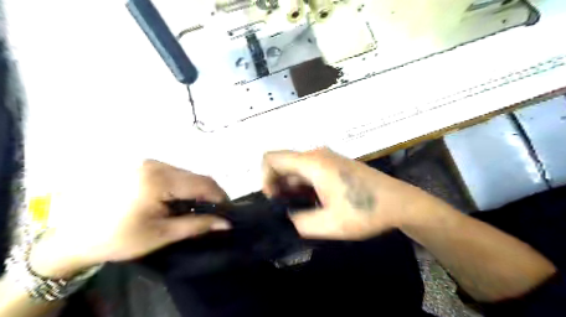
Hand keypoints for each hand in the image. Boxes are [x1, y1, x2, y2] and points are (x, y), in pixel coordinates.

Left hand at [30, 161, 228, 276]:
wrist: (75, 235)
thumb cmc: (120, 238)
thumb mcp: (162, 234)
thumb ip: (197, 225)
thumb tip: (226, 223)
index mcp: (159, 180)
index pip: (203, 183)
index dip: (220, 197)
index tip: (227, 212)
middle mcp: (155, 164)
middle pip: (196, 176)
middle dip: (209, 194)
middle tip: (214, 212)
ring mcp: (148, 163)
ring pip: (187, 174)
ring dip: (196, 190)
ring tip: (197, 208)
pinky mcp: (143, 166)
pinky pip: (174, 173)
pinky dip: (183, 186)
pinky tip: (179, 200)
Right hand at [263, 149, 434, 239]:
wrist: (400, 203)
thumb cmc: (365, 211)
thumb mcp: (329, 224)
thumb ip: (299, 222)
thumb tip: (287, 216)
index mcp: (313, 163)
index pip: (272, 158)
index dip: (265, 178)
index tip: (272, 199)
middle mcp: (317, 155)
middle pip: (283, 163)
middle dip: (277, 185)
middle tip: (283, 209)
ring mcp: (327, 159)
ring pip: (296, 168)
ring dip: (290, 187)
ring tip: (296, 209)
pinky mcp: (334, 165)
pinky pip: (309, 172)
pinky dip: (302, 185)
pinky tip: (309, 203)